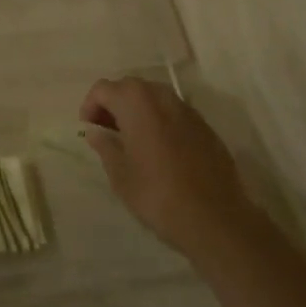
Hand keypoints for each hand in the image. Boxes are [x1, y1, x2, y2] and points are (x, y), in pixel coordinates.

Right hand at [81, 78, 259, 265]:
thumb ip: (105, 146)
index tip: (89, 130)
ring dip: (137, 111)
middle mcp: (161, 96)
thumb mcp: (120, 175)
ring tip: (132, 141)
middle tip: (107, 133)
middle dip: (114, 104)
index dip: (90, 106)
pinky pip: (173, 113)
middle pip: (129, 87)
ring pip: (153, 97)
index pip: (103, 89)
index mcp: (136, 102)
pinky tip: (160, 150)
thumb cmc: (158, 195)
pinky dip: (160, 121)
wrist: (216, 219)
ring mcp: (187, 110)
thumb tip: (96, 132)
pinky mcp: (205, 127)